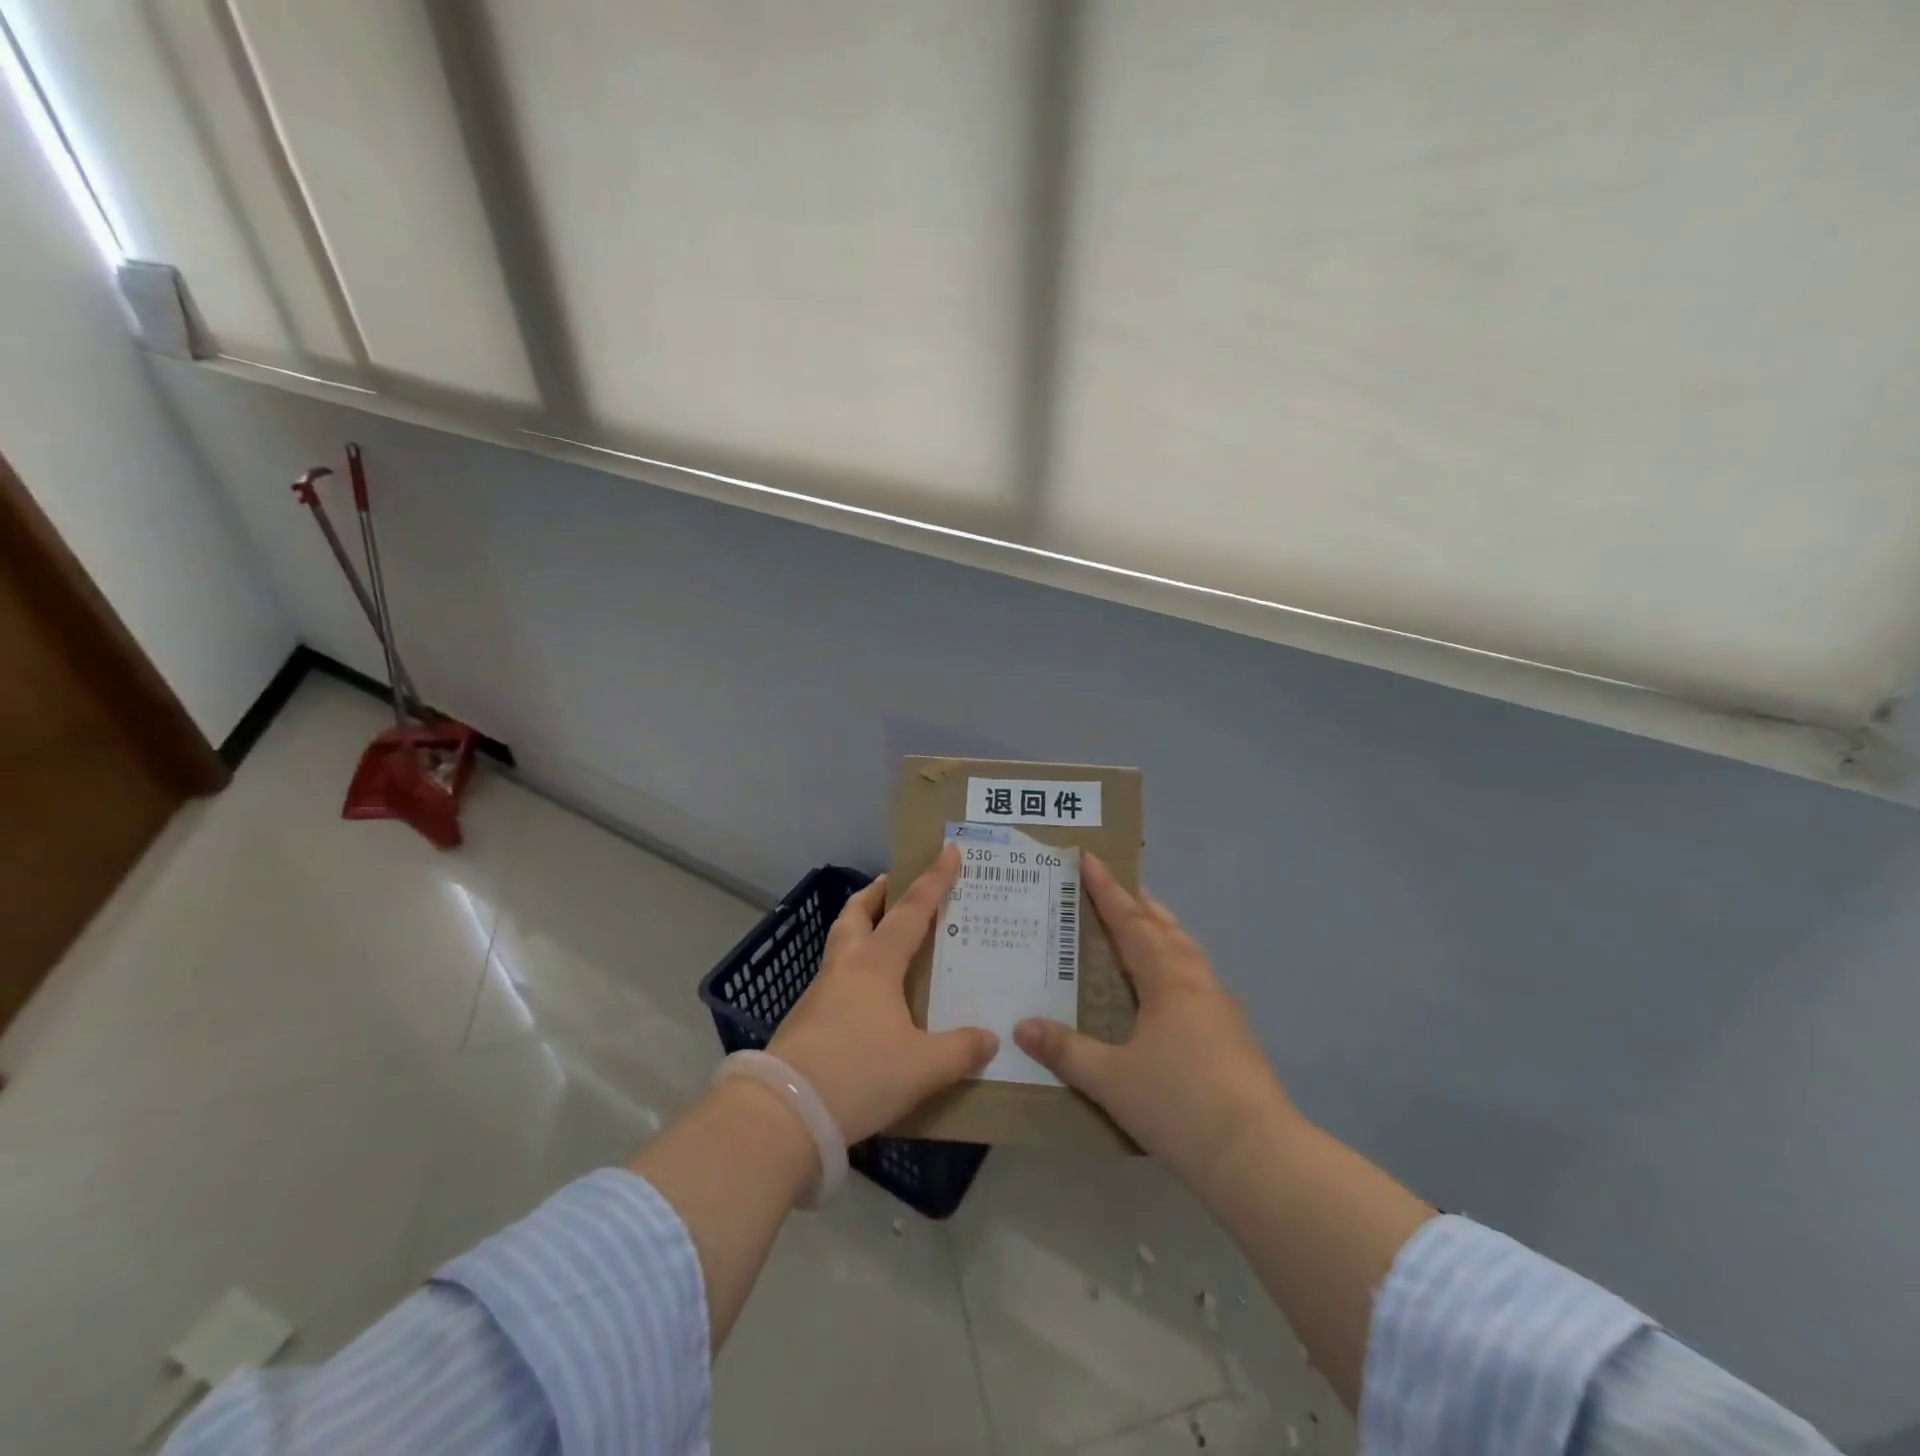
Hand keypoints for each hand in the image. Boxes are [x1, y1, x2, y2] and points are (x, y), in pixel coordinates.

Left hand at [769, 845, 997, 1144]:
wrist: (784, 1112)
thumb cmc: (859, 1074)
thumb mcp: (922, 1067)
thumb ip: (960, 1051)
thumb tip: (989, 1039)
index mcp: (876, 964)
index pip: (911, 911)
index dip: (933, 881)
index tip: (948, 850)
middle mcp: (845, 967)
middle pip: (856, 914)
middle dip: (876, 895)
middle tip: (893, 885)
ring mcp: (819, 993)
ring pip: (840, 944)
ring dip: (859, 929)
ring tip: (883, 938)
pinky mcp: (804, 1021)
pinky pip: (834, 979)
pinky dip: (853, 971)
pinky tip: (867, 998)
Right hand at [1014, 853, 1297, 1192]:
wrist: (1257, 1155)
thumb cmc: (1178, 1105)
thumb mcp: (1110, 1079)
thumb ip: (1065, 1051)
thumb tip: (1022, 1026)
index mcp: (1167, 979)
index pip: (1130, 922)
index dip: (1106, 890)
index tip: (1089, 858)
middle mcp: (1196, 981)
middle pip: (1164, 927)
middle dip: (1138, 903)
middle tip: (1115, 885)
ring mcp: (1221, 1006)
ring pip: (1187, 950)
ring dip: (1162, 929)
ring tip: (1144, 922)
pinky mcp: (1234, 1032)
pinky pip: (1197, 976)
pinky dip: (1176, 961)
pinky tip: (1170, 987)